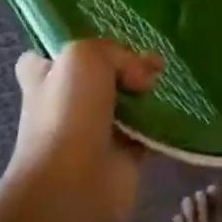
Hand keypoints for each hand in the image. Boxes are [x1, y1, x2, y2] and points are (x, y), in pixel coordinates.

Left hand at [4, 39, 162, 221]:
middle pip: (97, 75)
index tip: (101, 37)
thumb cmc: (66, 113)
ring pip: (124, 101)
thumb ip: (116, 52)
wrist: (74, 184)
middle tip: (152, 56)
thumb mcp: (84, 55)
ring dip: (146, 91)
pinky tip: (177, 104)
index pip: (47, 57)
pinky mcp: (122, 156)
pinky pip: (146, 130)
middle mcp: (66, 103)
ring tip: (167, 74)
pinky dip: (161, 120)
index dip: (70, 46)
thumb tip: (143, 74)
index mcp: (44, 78)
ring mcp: (94, 131)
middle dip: (124, 65)